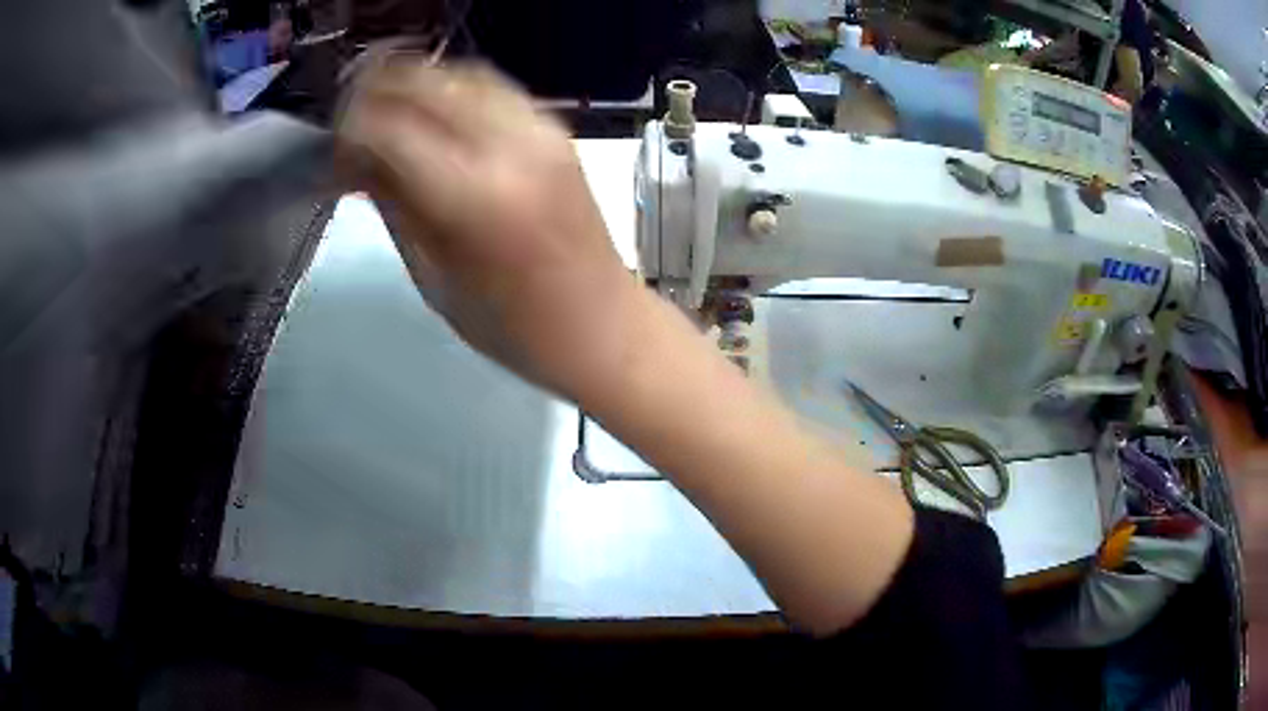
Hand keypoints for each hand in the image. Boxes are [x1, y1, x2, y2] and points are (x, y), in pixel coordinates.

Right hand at [337, 59, 634, 398]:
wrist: (604, 326)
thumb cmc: (513, 328)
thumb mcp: (433, 278)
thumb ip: (392, 205)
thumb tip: (353, 159)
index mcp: (473, 195)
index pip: (388, 125)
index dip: (349, 129)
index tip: (333, 154)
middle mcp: (510, 144)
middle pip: (423, 80)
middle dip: (374, 93)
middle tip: (350, 126)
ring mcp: (540, 128)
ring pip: (458, 72)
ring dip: (412, 85)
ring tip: (384, 116)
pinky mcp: (556, 128)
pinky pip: (492, 87)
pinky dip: (451, 90)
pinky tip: (431, 117)